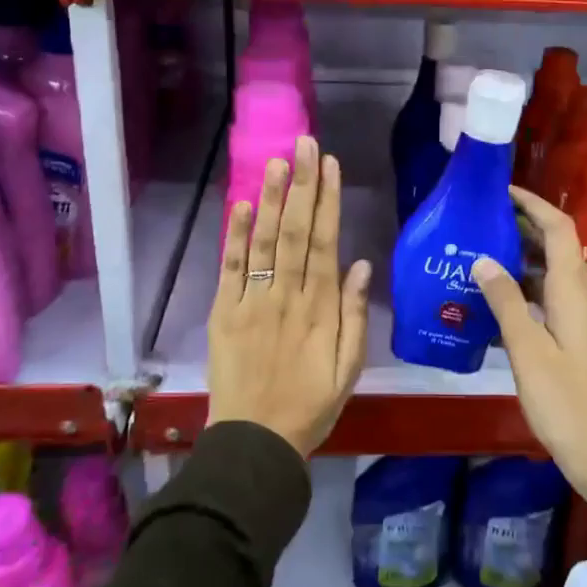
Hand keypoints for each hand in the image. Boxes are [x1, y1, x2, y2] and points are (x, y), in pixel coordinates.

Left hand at [207, 136, 372, 456]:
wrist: (255, 443)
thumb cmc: (310, 405)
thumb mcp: (349, 368)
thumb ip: (356, 315)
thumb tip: (363, 264)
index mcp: (321, 309)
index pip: (325, 242)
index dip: (327, 201)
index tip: (329, 165)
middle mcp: (287, 296)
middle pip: (295, 232)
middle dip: (301, 185)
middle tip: (304, 144)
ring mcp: (252, 302)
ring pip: (264, 242)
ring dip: (270, 199)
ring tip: (276, 162)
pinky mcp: (224, 313)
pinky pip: (230, 269)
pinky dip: (234, 237)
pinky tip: (241, 205)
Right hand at [472, 186, 586, 523]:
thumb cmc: (567, 402)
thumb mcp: (528, 350)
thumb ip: (505, 301)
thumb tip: (483, 259)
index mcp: (574, 291)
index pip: (559, 228)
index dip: (533, 204)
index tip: (500, 190)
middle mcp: (581, 297)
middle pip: (555, 246)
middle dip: (521, 227)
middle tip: (478, 221)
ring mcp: (579, 320)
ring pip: (550, 274)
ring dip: (519, 259)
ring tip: (477, 254)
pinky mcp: (574, 341)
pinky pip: (547, 300)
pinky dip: (522, 291)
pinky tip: (491, 302)